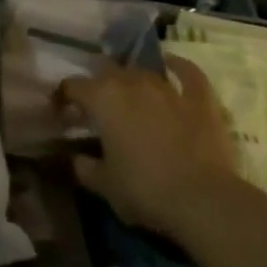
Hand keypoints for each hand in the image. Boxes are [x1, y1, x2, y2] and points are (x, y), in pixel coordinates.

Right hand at [58, 59, 235, 238]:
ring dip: (130, 79)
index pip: (73, 86)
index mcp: (103, 98)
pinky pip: (188, 73)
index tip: (62, 115)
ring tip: (127, 93)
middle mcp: (133, 83)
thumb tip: (75, 157)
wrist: (203, 202)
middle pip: (107, 71)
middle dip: (97, 85)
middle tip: (95, 108)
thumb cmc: (144, 190)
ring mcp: (168, 88)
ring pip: (142, 71)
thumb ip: (83, 166)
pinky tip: (170, 64)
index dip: (64, 98)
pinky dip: (177, 66)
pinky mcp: (200, 100)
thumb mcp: (103, 184)